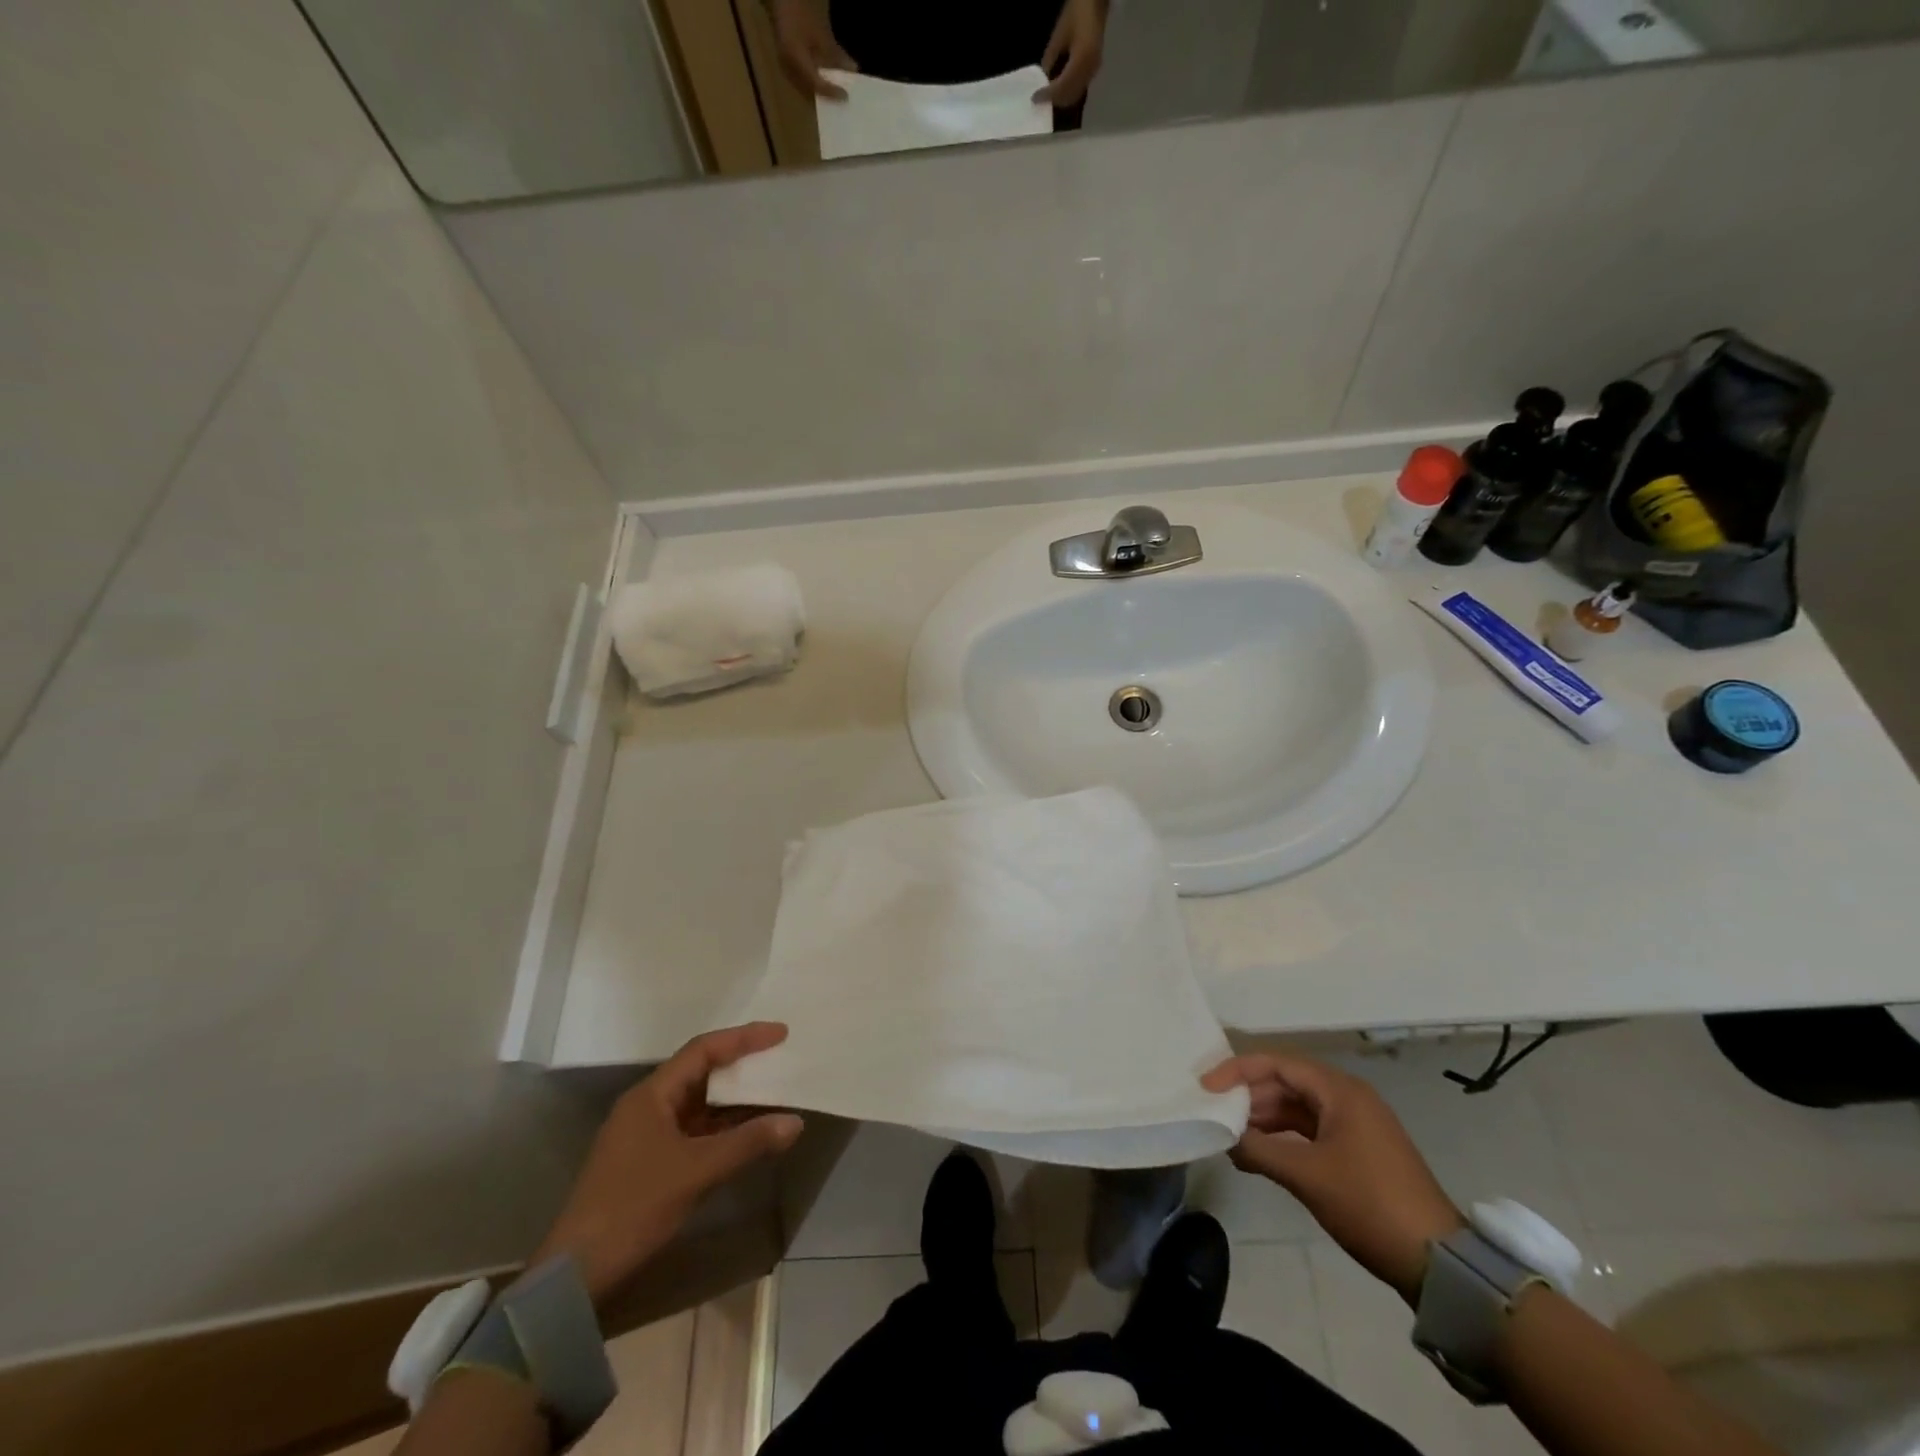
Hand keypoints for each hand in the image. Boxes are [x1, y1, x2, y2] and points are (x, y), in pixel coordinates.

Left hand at [532, 1023, 803, 1306]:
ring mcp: (646, 1135)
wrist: (576, 1275)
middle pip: (701, 1072)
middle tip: (780, 1059)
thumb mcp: (695, 1172)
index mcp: (651, 1095)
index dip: (743, 1038)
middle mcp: (648, 1105)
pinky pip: (694, 1130)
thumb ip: (747, 1143)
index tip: (780, 1033)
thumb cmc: (633, 1207)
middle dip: (741, 1065)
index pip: (703, 1050)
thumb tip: (795, 1121)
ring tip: (773, 1092)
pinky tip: (748, 1134)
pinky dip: (722, 1128)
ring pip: (699, 1104)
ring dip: (734, 1100)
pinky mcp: (649, 1162)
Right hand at [769, 0, 855, 99]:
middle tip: (842, 100)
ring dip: (821, 93)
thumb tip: (853, 69)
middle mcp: (788, 68)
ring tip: (835, 94)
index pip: (816, 84)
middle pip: (811, 91)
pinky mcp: (786, 68)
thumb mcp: (820, 32)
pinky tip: (824, 84)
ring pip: (806, 89)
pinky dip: (815, 85)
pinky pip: (802, 83)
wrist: (781, 3)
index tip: (845, 96)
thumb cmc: (800, 12)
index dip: (831, 92)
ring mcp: (786, 69)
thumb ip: (836, 53)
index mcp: (795, 58)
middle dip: (827, 96)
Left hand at [1035, 0, 1107, 106]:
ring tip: (1048, 95)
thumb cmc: (1076, 12)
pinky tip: (1059, 88)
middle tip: (1041, 99)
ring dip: (1061, 98)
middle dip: (1054, 100)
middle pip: (1069, 95)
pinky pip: (1079, 88)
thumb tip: (1043, 79)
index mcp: (1082, 59)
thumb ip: (1050, 58)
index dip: (1047, 95)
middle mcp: (1089, 70)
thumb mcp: (1059, 34)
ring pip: (1075, 95)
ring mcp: (1094, 71)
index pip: (1061, 86)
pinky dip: (1068, 92)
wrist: (1095, 2)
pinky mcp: (1094, 69)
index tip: (1034, 99)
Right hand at [1203, 1052, 1463, 1303]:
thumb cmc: (1368, 1204)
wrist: (1436, 1263)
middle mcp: (1347, 1098)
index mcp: (1339, 1091)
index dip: (1237, 1071)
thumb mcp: (1306, 1175)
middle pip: (1286, 1083)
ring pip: (1296, 1108)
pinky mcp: (1358, 1151)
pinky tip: (1259, 1155)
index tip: (1206, 1087)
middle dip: (1248, 1097)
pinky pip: (1309, 1130)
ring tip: (1231, 1138)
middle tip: (1215, 1114)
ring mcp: (1355, 1125)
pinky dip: (1282, 1138)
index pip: (1277, 1064)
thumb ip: (1258, 1149)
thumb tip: (1223, 1137)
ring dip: (1263, 1120)